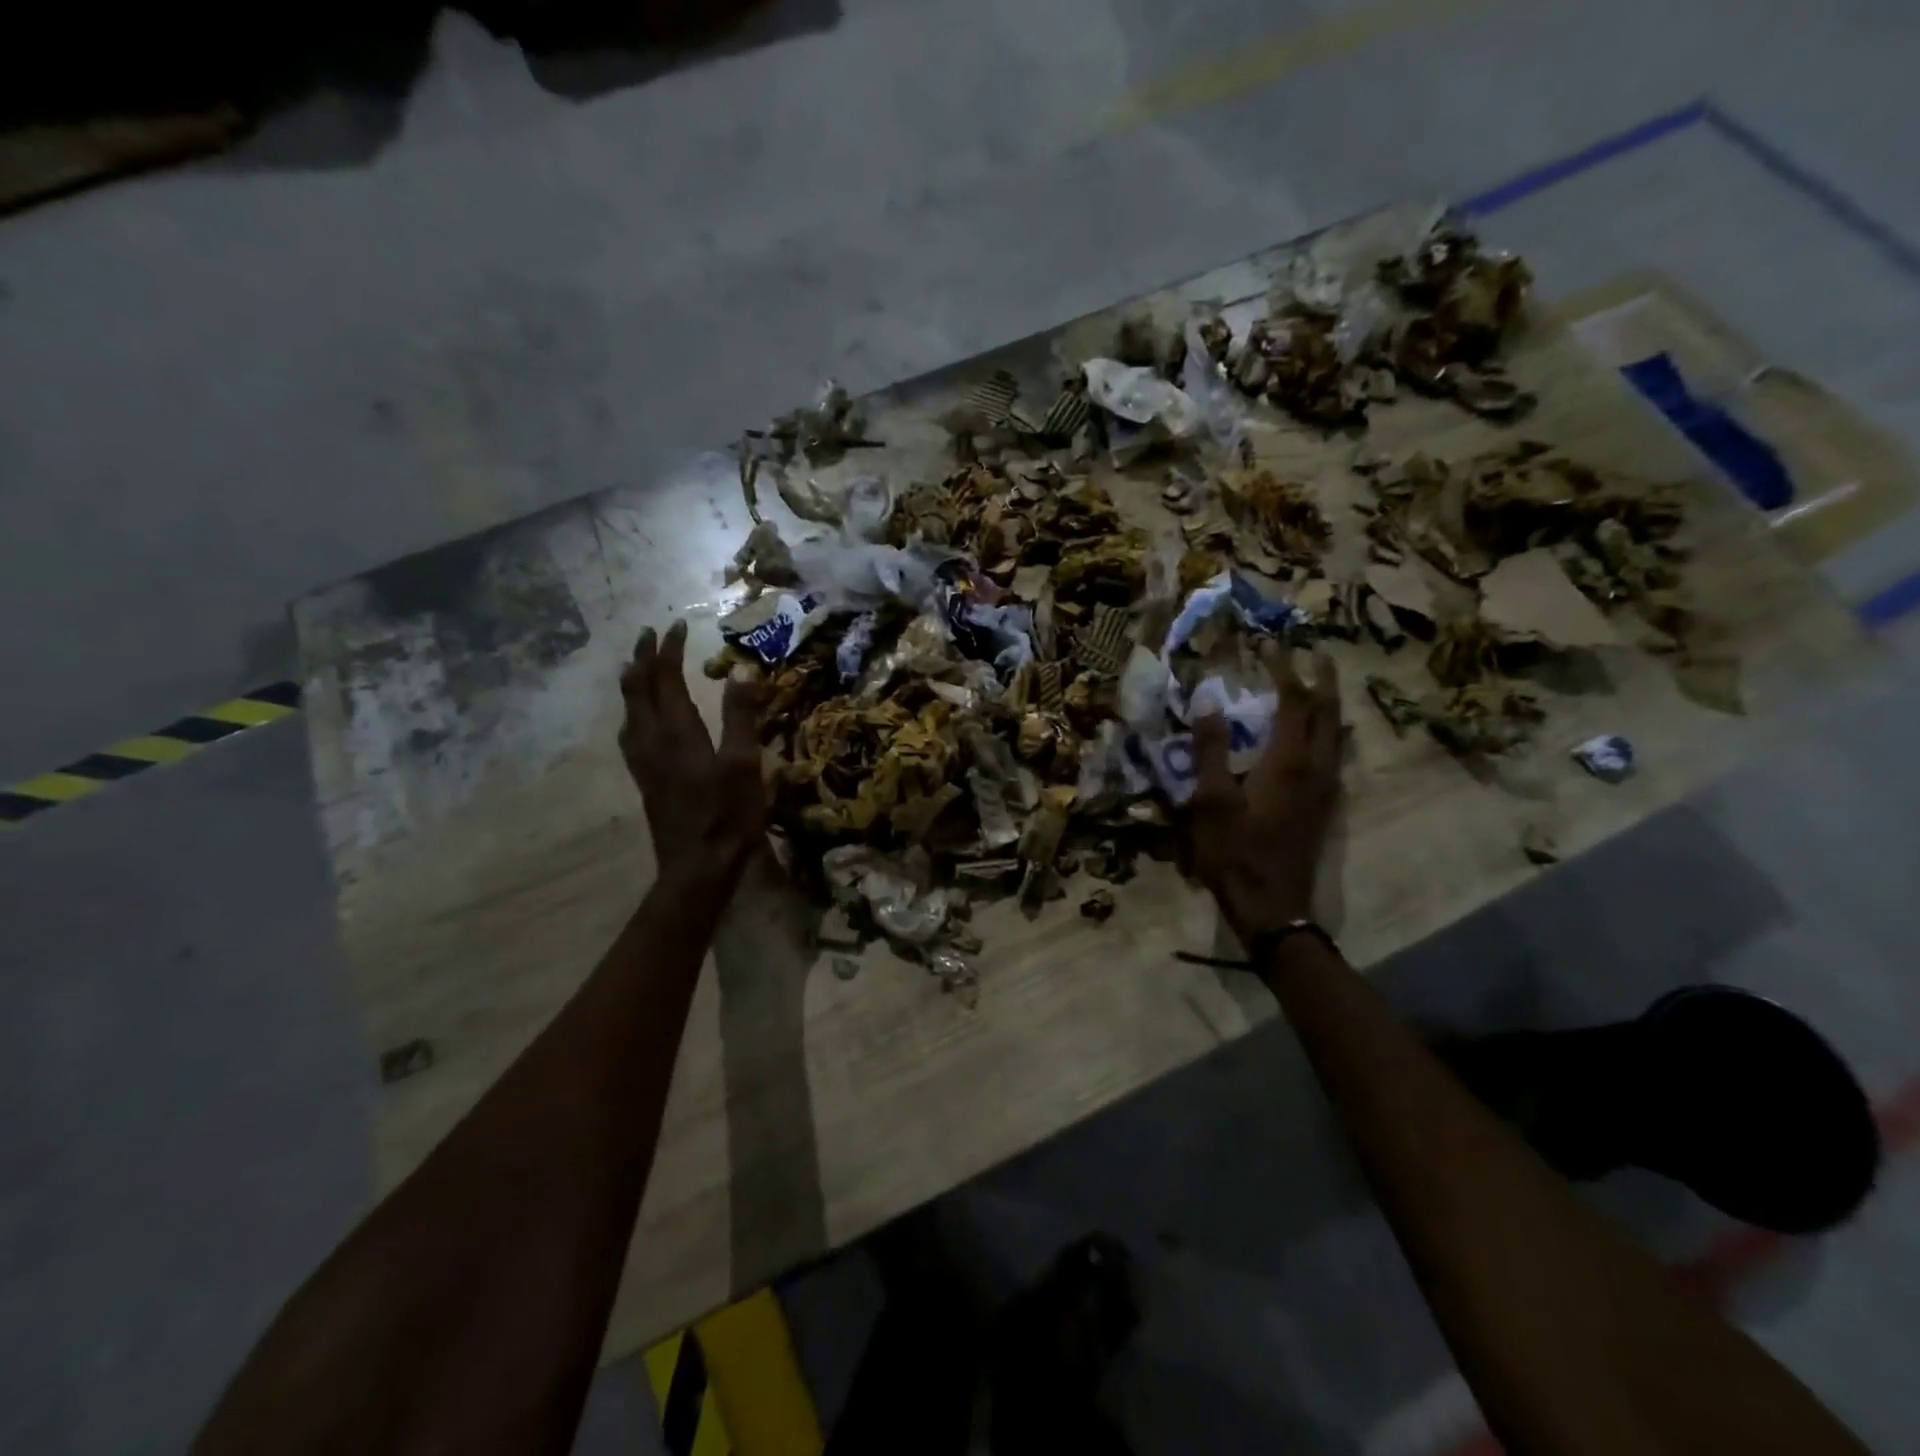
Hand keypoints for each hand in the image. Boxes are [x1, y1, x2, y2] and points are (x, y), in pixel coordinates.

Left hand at [620, 621, 765, 884]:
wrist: (696, 868)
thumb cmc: (727, 816)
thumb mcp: (745, 764)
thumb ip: (741, 717)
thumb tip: (742, 672)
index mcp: (677, 731)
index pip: (666, 678)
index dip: (670, 650)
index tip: (678, 625)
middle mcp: (652, 740)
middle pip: (639, 689)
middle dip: (644, 658)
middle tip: (650, 634)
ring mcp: (643, 762)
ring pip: (628, 710)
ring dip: (633, 682)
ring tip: (637, 666)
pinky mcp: (644, 779)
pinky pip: (629, 733)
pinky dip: (632, 711)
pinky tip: (637, 720)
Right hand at [1189, 648, 1342, 938]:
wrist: (1271, 906)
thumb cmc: (1234, 851)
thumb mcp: (1210, 800)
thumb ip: (1211, 750)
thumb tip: (1208, 702)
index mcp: (1288, 761)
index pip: (1293, 701)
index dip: (1284, 669)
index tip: (1272, 643)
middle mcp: (1316, 768)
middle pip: (1326, 713)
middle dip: (1321, 680)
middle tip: (1315, 653)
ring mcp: (1324, 789)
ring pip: (1335, 735)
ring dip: (1329, 705)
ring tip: (1320, 686)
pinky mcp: (1323, 807)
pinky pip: (1333, 755)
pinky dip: (1328, 732)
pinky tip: (1318, 738)